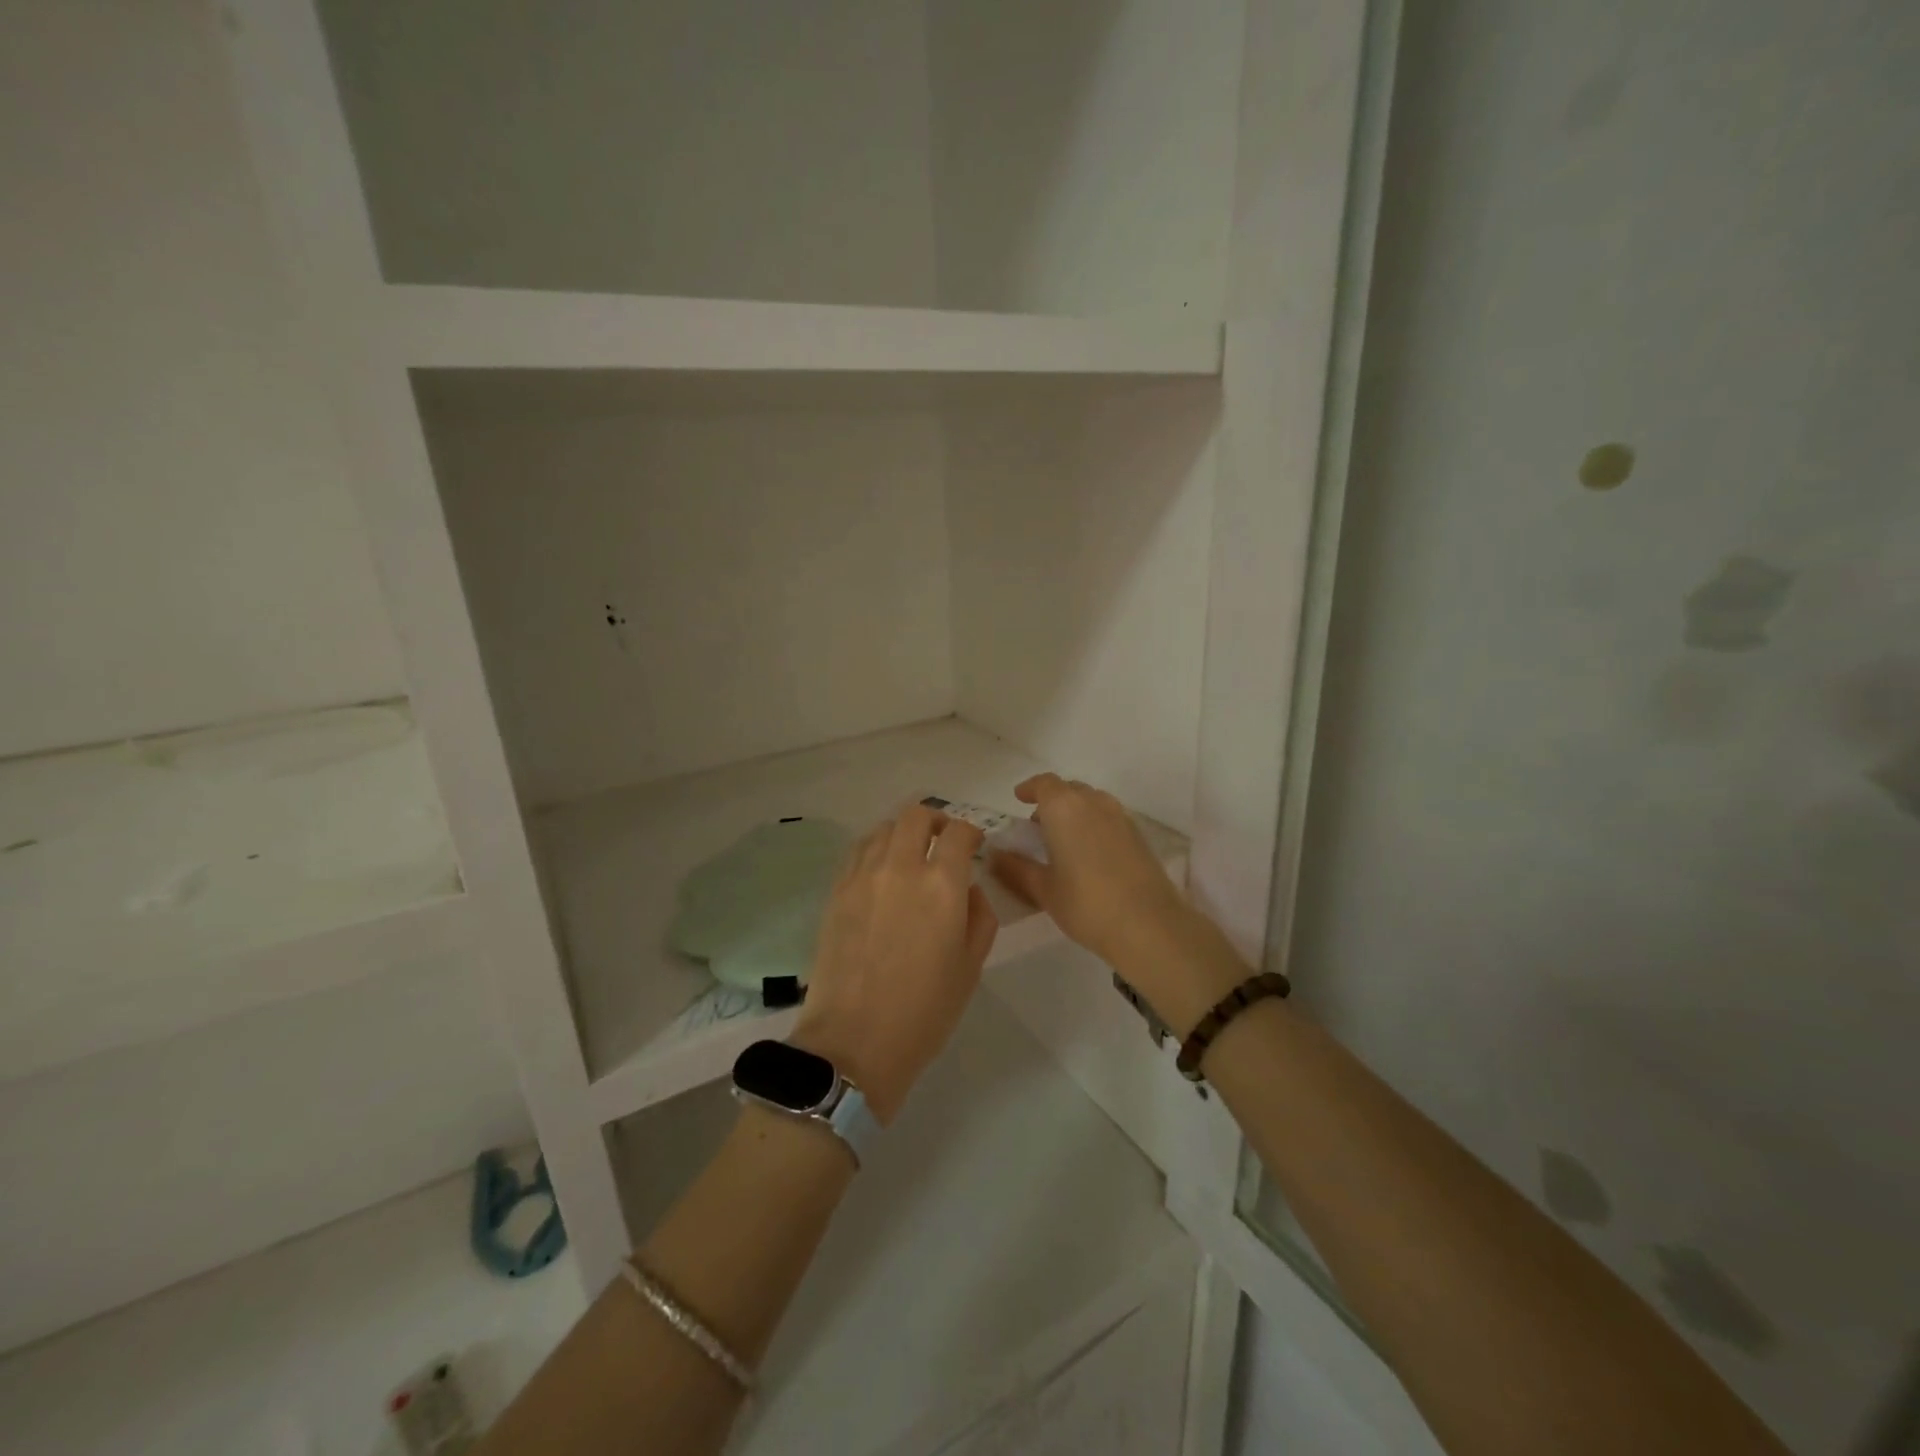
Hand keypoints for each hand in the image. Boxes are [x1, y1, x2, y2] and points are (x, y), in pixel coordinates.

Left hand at [792, 803, 997, 1123]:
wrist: (854, 1042)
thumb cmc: (924, 1011)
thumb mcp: (971, 967)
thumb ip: (980, 916)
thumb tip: (969, 889)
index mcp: (942, 885)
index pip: (959, 831)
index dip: (971, 832)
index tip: (974, 845)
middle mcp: (901, 867)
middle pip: (916, 815)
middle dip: (935, 820)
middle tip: (943, 842)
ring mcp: (862, 876)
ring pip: (884, 828)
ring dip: (903, 833)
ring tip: (910, 857)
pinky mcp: (836, 891)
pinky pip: (858, 851)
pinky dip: (875, 849)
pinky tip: (881, 873)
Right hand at [987, 774, 1188, 961]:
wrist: (1149, 924)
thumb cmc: (1086, 903)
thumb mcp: (1043, 889)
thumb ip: (1015, 868)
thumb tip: (994, 856)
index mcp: (1064, 807)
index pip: (1044, 784)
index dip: (1029, 788)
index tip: (1018, 799)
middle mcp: (1094, 802)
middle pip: (1069, 790)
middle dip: (1051, 801)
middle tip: (1037, 826)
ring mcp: (1120, 817)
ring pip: (1091, 802)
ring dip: (1074, 812)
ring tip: (1063, 841)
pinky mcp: (1138, 835)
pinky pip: (1108, 818)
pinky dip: (1093, 825)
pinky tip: (1089, 855)